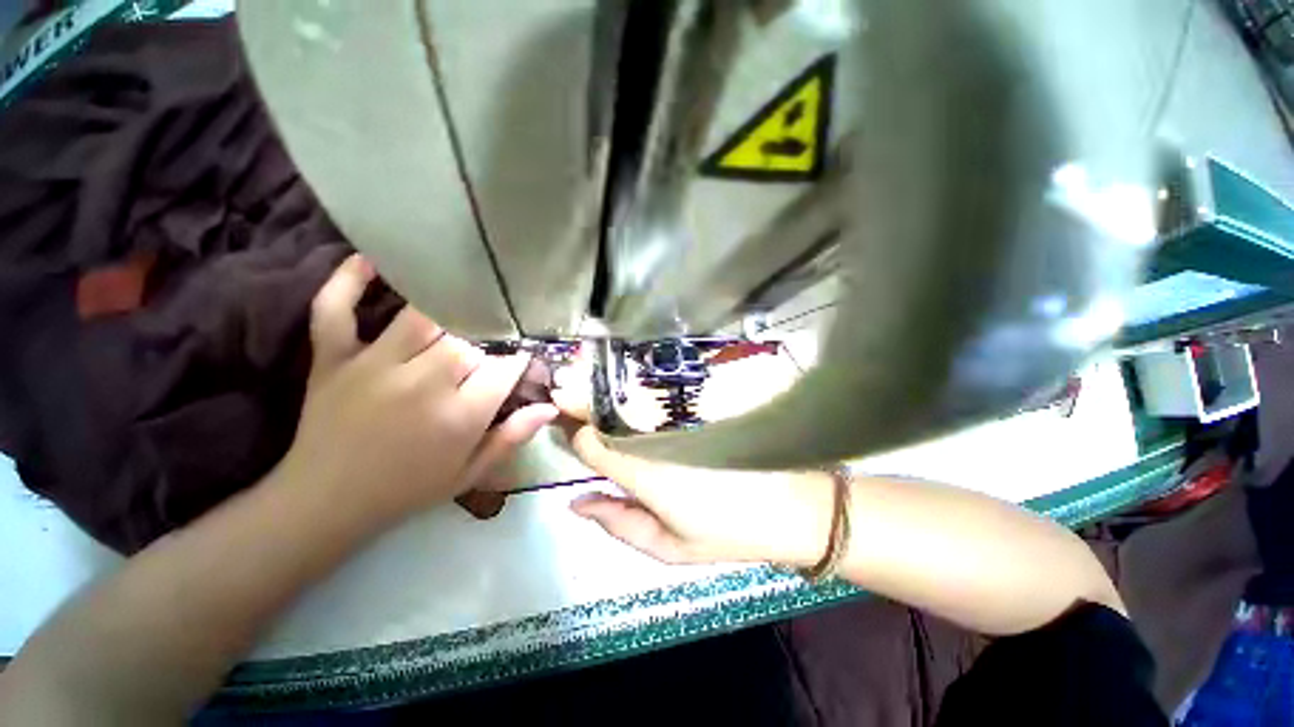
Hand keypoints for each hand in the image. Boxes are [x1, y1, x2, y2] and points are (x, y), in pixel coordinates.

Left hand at [274, 255, 557, 529]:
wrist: (324, 503)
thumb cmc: (407, 489)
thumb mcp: (470, 474)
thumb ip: (512, 438)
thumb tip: (550, 408)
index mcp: (459, 416)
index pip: (504, 368)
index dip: (519, 358)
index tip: (523, 356)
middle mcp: (422, 384)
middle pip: (467, 340)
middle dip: (485, 339)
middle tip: (488, 345)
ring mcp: (373, 366)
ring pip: (420, 318)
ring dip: (445, 310)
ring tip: (459, 303)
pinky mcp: (333, 359)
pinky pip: (335, 310)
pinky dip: (347, 283)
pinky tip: (370, 262)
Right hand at [552, 387, 833, 566]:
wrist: (791, 508)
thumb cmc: (726, 533)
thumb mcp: (667, 546)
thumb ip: (617, 522)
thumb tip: (575, 501)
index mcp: (643, 471)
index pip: (590, 441)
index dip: (570, 427)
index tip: (557, 416)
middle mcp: (655, 436)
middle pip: (607, 410)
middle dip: (581, 398)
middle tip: (562, 387)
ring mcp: (679, 417)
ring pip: (630, 394)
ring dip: (606, 387)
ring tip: (585, 377)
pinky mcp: (699, 406)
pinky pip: (658, 392)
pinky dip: (638, 386)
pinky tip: (630, 382)